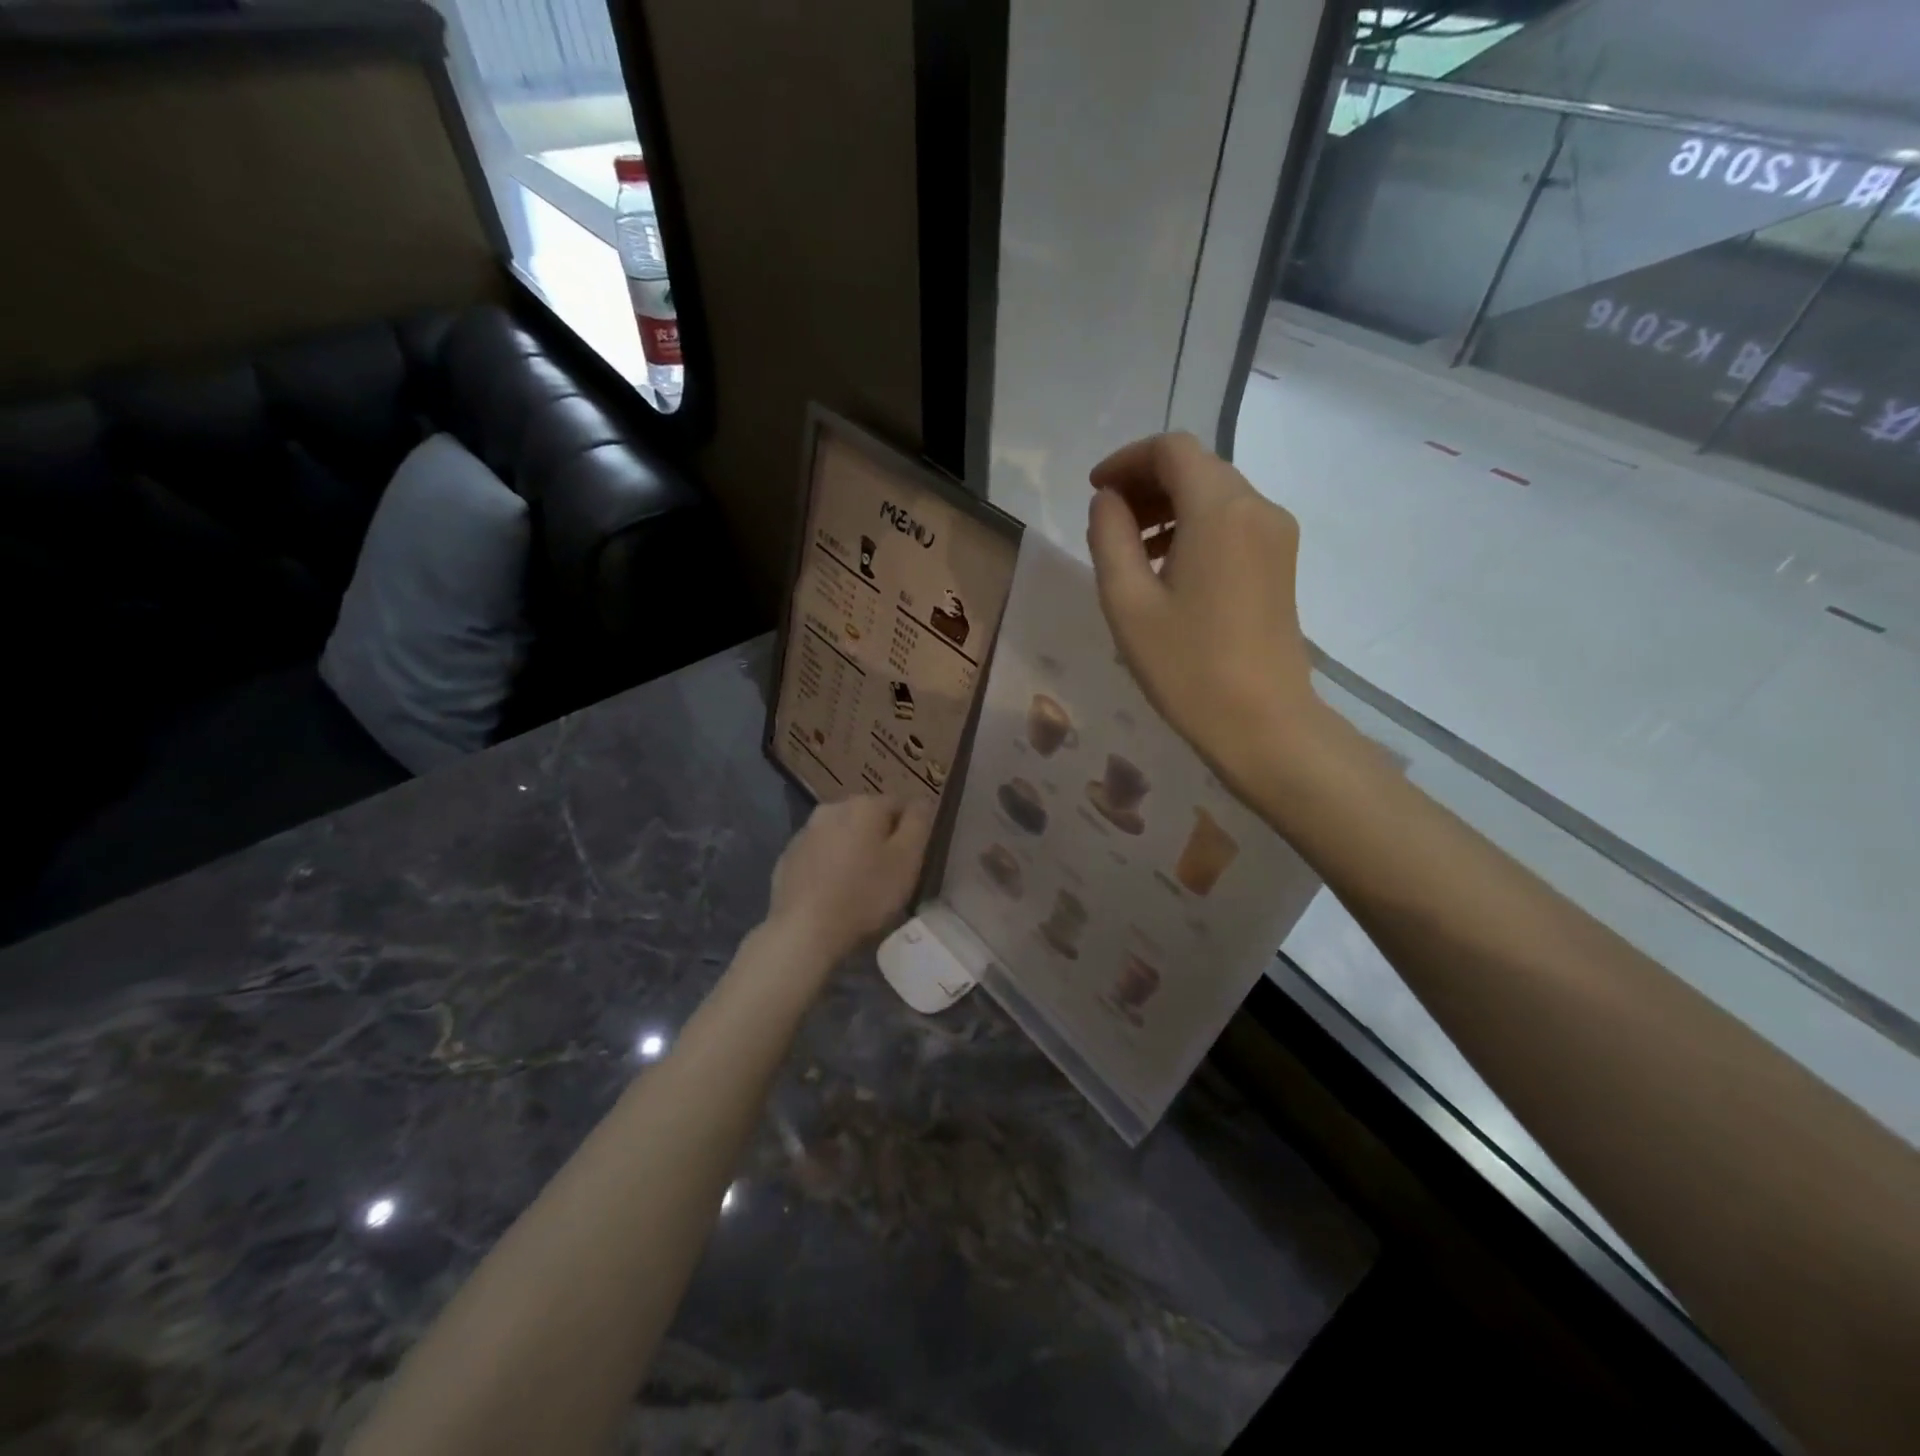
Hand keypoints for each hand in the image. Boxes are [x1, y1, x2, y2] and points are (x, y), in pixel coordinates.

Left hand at [766, 795, 933, 963]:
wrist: (804, 930)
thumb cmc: (865, 894)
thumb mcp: (907, 859)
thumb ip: (918, 822)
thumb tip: (921, 800)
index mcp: (865, 804)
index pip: (900, 804)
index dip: (910, 830)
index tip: (912, 857)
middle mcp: (832, 808)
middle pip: (867, 817)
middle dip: (879, 837)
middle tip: (887, 872)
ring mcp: (805, 832)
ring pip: (840, 834)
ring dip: (852, 849)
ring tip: (859, 884)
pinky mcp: (787, 857)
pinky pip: (818, 854)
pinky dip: (828, 865)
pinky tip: (832, 892)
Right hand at [1085, 432, 1324, 789]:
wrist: (1263, 723)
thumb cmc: (1187, 666)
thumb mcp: (1127, 602)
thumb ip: (1109, 537)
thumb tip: (1109, 502)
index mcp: (1220, 509)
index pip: (1172, 450)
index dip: (1127, 460)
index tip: (1095, 492)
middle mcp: (1257, 507)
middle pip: (1197, 467)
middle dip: (1147, 482)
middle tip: (1107, 522)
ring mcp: (1276, 535)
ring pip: (1216, 494)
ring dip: (1169, 506)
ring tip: (1131, 550)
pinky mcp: (1280, 562)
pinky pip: (1233, 522)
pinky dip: (1194, 526)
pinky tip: (1168, 567)